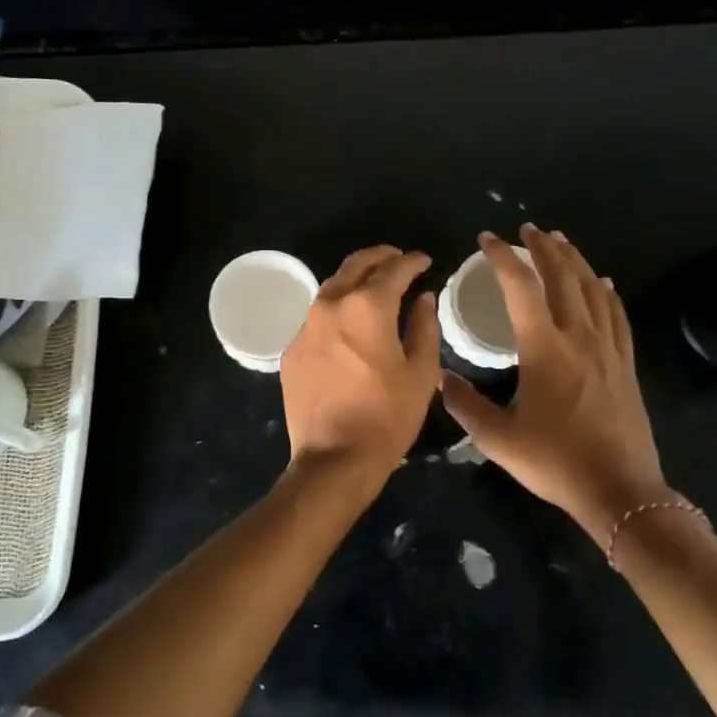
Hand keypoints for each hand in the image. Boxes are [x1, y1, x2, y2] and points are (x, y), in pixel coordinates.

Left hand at [281, 245, 440, 480]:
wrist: (333, 458)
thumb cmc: (387, 417)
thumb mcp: (421, 373)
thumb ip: (424, 327)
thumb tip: (423, 298)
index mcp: (366, 306)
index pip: (393, 269)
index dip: (412, 262)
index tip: (425, 261)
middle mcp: (330, 305)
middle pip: (355, 265)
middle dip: (380, 258)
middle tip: (398, 261)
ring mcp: (305, 327)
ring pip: (332, 288)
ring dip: (355, 281)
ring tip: (374, 287)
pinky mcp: (291, 349)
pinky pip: (317, 318)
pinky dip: (336, 312)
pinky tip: (348, 326)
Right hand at [440, 226, 671, 549]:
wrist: (620, 491)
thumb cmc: (554, 462)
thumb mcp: (497, 438)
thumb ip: (464, 404)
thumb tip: (439, 378)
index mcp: (544, 349)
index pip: (520, 288)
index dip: (502, 258)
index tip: (486, 239)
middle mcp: (579, 338)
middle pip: (563, 278)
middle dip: (543, 248)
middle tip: (527, 229)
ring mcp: (608, 350)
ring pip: (594, 290)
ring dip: (575, 261)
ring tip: (560, 241)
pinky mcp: (625, 365)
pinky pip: (617, 316)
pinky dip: (607, 292)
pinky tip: (603, 282)